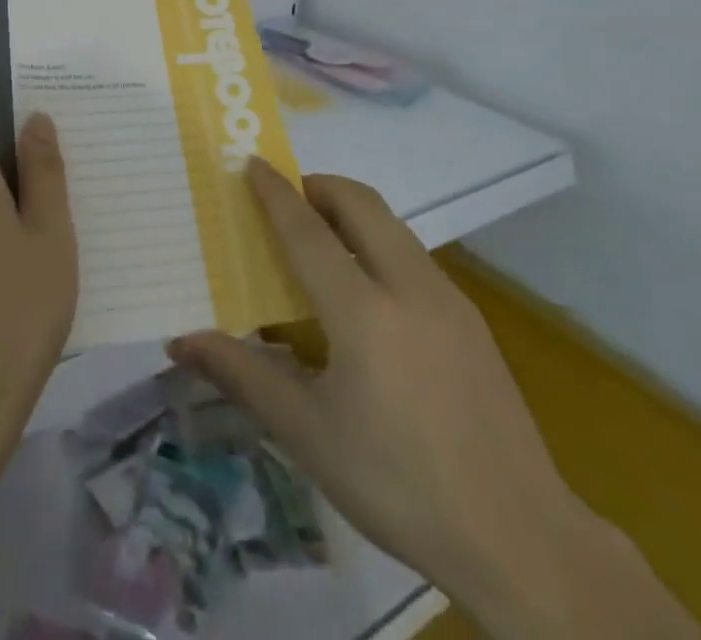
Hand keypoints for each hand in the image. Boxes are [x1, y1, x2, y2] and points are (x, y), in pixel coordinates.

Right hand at [168, 163, 695, 637]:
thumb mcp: (309, 435)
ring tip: (320, 239)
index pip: (308, 231)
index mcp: (363, 312)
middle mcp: (408, 287)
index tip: (252, 162)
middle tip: (285, 199)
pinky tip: (368, 291)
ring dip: (351, 211)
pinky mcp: (471, 319)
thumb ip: (243, 376)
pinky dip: (378, 241)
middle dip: (318, 186)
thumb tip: (180, 342)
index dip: (276, 193)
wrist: (520, 538)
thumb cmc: (398, 483)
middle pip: (360, 203)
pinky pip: (413, 253)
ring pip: (392, 224)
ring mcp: (448, 299)